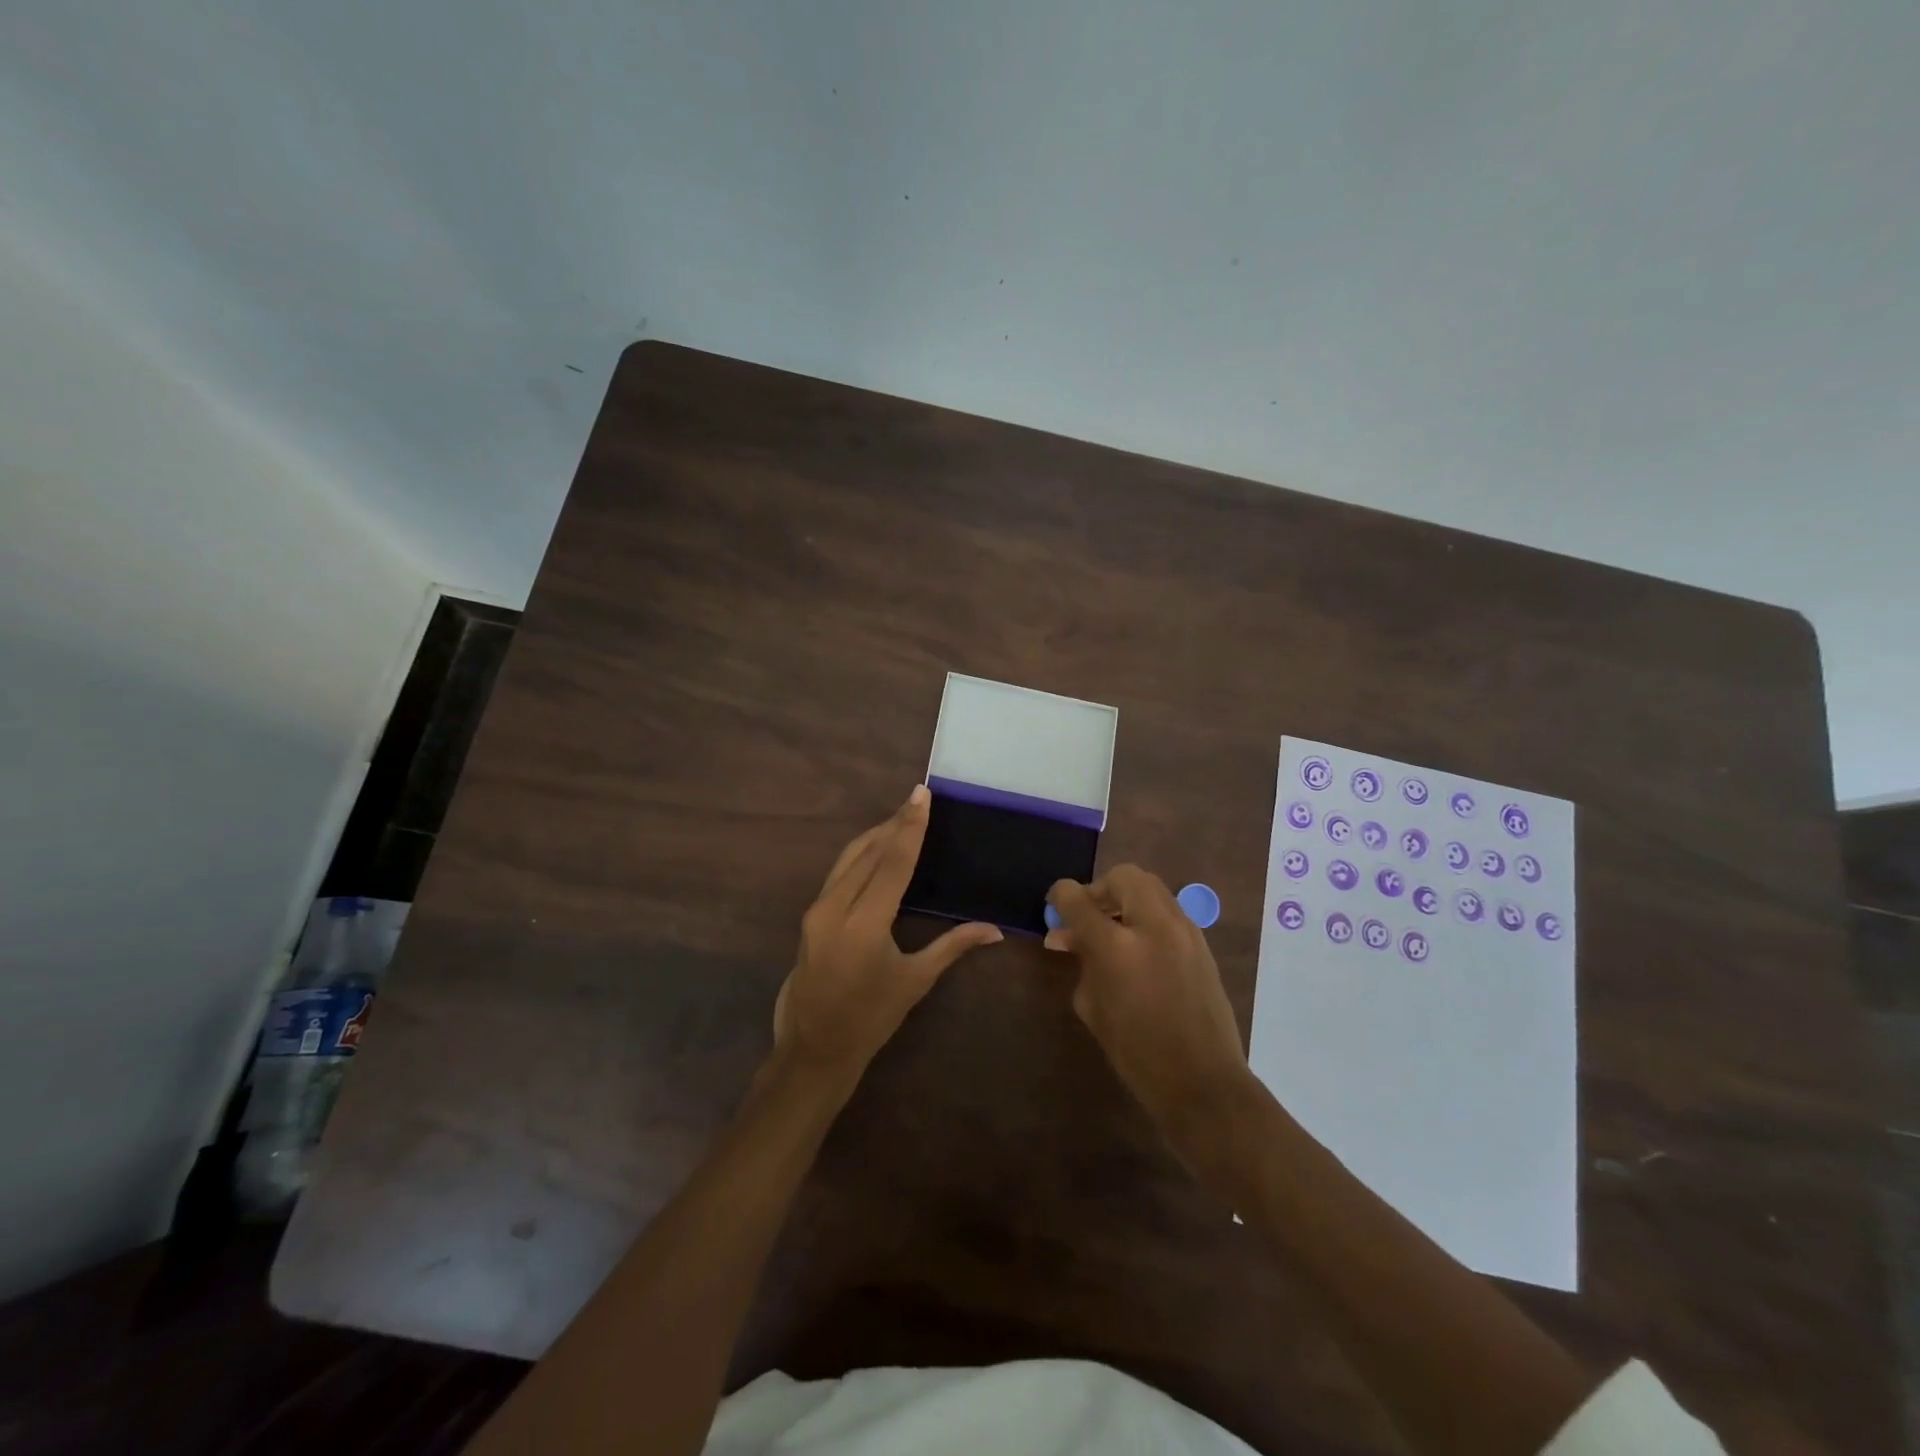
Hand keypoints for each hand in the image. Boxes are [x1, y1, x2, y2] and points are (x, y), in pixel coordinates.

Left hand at [771, 786, 1001, 1089]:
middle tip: (918, 799)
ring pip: (848, 857)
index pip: (892, 863)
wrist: (814, 1048)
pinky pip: (839, 871)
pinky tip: (878, 847)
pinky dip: (861, 853)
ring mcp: (817, 910)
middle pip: (868, 852)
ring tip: (902, 816)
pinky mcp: (810, 915)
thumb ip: (953, 946)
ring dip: (876, 834)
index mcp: (864, 925)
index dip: (910, 827)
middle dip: (895, 823)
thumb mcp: (915, 981)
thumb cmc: (870, 1019)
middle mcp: (835, 908)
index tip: (922, 795)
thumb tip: (995, 930)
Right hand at [1047, 866, 1249, 1153]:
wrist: (1203, 1082)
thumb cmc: (1137, 1053)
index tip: (1055, 904)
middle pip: (1123, 876)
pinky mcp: (1202, 943)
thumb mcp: (1093, 1008)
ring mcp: (1184, 931)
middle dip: (1100, 889)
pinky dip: (1147, 915)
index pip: (1078, 899)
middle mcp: (1153, 926)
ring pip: (1150, 887)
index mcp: (1117, 947)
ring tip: (1113, 929)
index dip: (1061, 895)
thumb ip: (1081, 962)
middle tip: (1089, 916)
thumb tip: (1069, 938)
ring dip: (1126, 899)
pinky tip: (1139, 947)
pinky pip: (1168, 909)